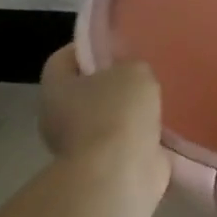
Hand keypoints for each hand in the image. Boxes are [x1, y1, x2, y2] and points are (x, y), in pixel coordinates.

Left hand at [38, 50, 169, 202]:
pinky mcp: (101, 167)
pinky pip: (121, 142)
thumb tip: (132, 75)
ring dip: (127, 112)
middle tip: (143, 71)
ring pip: (104, 118)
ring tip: (159, 98)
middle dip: (112, 82)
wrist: (120, 173)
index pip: (65, 58)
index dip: (90, 47)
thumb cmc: (117, 111)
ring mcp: (77, 146)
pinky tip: (162, 126)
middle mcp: (57, 116)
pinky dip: (138, 136)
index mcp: (54, 87)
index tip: (118, 43)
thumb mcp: (134, 70)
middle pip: (85, 89)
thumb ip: (131, 66)